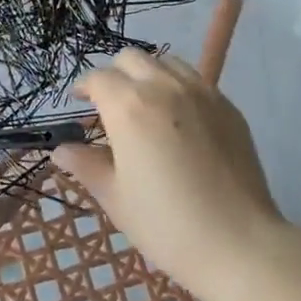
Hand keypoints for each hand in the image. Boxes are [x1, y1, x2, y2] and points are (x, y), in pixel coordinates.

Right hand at [55, 50, 286, 293]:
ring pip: (165, 62)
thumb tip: (62, 150)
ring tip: (146, 106)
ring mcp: (201, 92)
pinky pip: (195, 80)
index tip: (79, 104)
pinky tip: (180, 121)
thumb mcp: (116, 197)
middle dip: (114, 75)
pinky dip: (178, 87)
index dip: (84, 88)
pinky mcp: (227, 105)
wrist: (238, 243)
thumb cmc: (166, 224)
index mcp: (129, 106)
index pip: (98, 79)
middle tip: (110, 106)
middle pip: (131, 58)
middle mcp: (164, 87)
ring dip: (148, 75)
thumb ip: (86, 165)